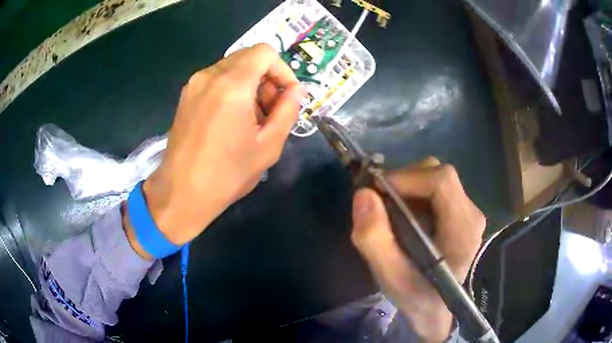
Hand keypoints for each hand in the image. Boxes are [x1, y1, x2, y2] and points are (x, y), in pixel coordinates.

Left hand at [125, 44, 302, 256]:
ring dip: (250, 84)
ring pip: (233, 67)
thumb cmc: (227, 174)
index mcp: (232, 85)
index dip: (282, 70)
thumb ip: (288, 110)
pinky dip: (232, 89)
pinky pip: (217, 79)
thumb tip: (297, 90)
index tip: (286, 96)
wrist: (181, 193)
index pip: (265, 52)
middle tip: (270, 110)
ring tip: (251, 118)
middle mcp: (210, 76)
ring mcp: (194, 84)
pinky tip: (232, 118)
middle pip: (249, 57)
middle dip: (267, 77)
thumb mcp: (268, 146)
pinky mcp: (186, 95)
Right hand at [350, 157, 484, 341]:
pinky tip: (402, 218)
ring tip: (389, 213)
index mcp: (463, 227)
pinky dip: (412, 195)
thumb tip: (363, 194)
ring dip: (406, 188)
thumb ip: (375, 239)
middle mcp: (470, 212)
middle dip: (403, 182)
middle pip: (437, 174)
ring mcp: (466, 211)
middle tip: (378, 203)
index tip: (377, 192)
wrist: (437, 310)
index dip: (406, 177)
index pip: (441, 181)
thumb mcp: (391, 276)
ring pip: (433, 179)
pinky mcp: (458, 213)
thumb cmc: (418, 297)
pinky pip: (433, 190)